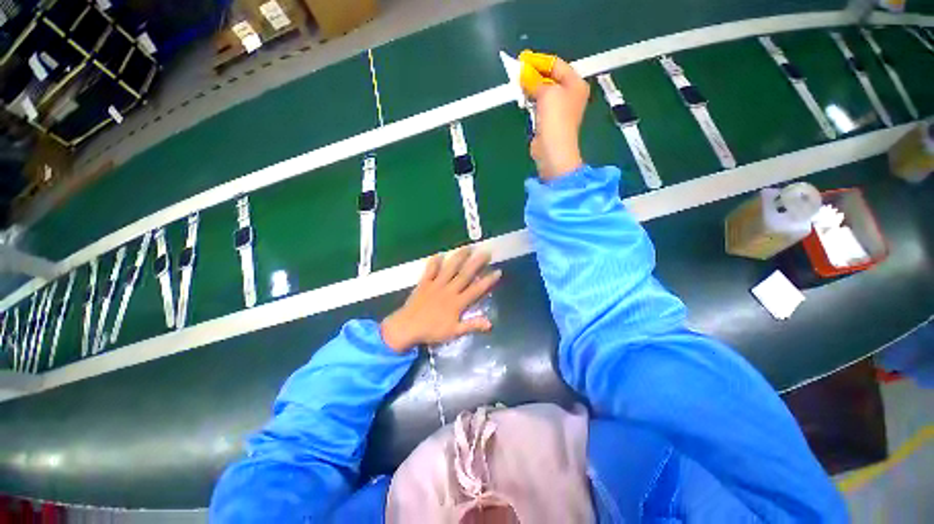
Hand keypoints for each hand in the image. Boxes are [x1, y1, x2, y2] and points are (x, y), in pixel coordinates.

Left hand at [381, 248, 501, 351]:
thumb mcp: (454, 332)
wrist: (407, 327)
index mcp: (458, 302)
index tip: (497, 271)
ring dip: (459, 257)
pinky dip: (434, 262)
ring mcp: (436, 284)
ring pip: (450, 268)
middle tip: (486, 252)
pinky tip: (439, 254)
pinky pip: (430, 270)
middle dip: (477, 263)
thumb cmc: (432, 331)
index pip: (476, 289)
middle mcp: (449, 290)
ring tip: (468, 247)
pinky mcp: (424, 283)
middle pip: (465, 274)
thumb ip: (472, 325)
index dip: (488, 280)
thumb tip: (490, 323)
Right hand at [519, 51, 589, 180]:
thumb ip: (535, 81)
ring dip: (531, 89)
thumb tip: (524, 74)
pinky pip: (539, 106)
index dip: (540, 61)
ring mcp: (560, 110)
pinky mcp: (549, 122)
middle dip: (534, 75)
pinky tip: (523, 100)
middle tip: (518, 72)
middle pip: (550, 79)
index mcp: (575, 84)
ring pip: (543, 93)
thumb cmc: (555, 118)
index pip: (557, 65)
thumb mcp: (547, 93)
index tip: (523, 60)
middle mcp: (570, 95)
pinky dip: (531, 102)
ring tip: (518, 85)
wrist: (553, 149)